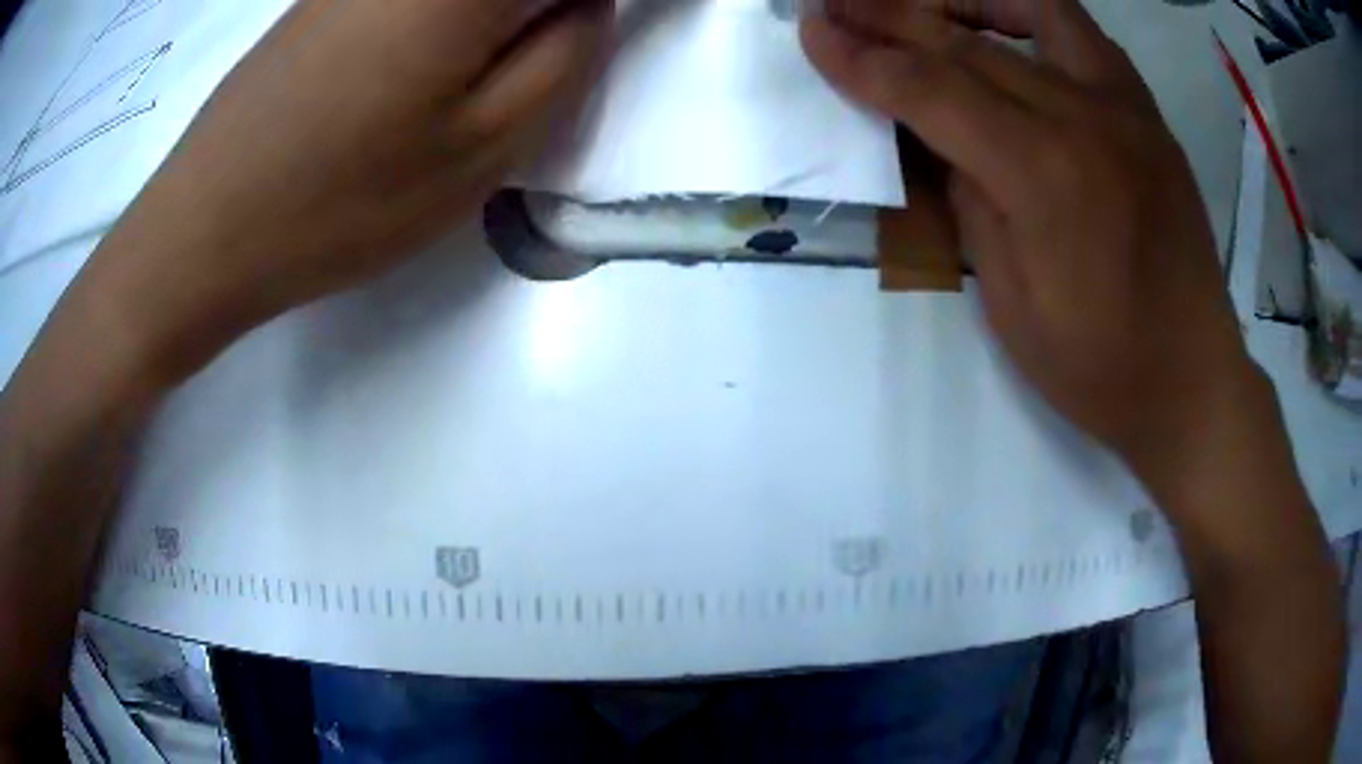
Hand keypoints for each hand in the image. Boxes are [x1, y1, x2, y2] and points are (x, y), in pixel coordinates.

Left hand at [79, 0, 612, 381]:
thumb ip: (568, 55)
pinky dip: (451, 23)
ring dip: (502, 23)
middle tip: (545, 57)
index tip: (584, 47)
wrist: (204, 228)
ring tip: (478, 75)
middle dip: (546, 17)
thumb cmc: (342, 200)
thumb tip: (589, 3)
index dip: (591, 11)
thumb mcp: (485, 146)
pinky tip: (420, 68)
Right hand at [803, 0, 1259, 494]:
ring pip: (1032, 13)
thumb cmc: (1099, 366)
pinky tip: (1004, 21)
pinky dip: (1032, 14)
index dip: (863, 61)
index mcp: (1044, 176)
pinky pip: (1084, 36)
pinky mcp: (1149, 116)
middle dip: (890, 17)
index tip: (812, 33)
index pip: (932, 93)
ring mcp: (1126, 110)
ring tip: (916, 2)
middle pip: (969, 45)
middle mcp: (1086, 120)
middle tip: (837, 3)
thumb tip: (942, 139)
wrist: (1191, 380)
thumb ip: (970, 201)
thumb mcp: (1009, 303)